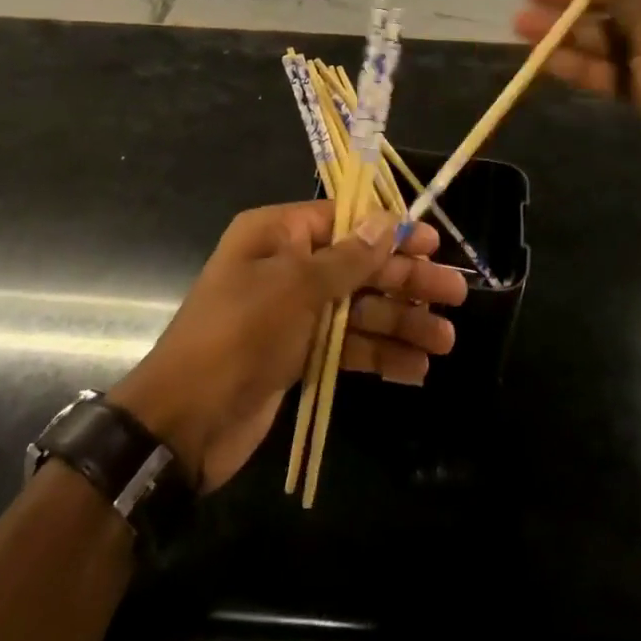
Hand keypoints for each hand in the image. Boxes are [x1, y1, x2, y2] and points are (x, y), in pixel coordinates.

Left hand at [111, 203, 466, 489]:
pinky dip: (379, 356)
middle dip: (405, 281)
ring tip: (445, 341)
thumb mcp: (296, 287)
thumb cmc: (240, 334)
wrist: (185, 421)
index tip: (432, 243)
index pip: (343, 220)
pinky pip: (347, 347)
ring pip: (358, 310)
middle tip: (456, 295)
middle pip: (358, 266)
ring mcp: (293, 314)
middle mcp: (287, 267)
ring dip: (401, 323)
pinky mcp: (298, 356)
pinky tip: (416, 369)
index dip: (389, 230)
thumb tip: (387, 220)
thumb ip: (348, 258)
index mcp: (277, 235)